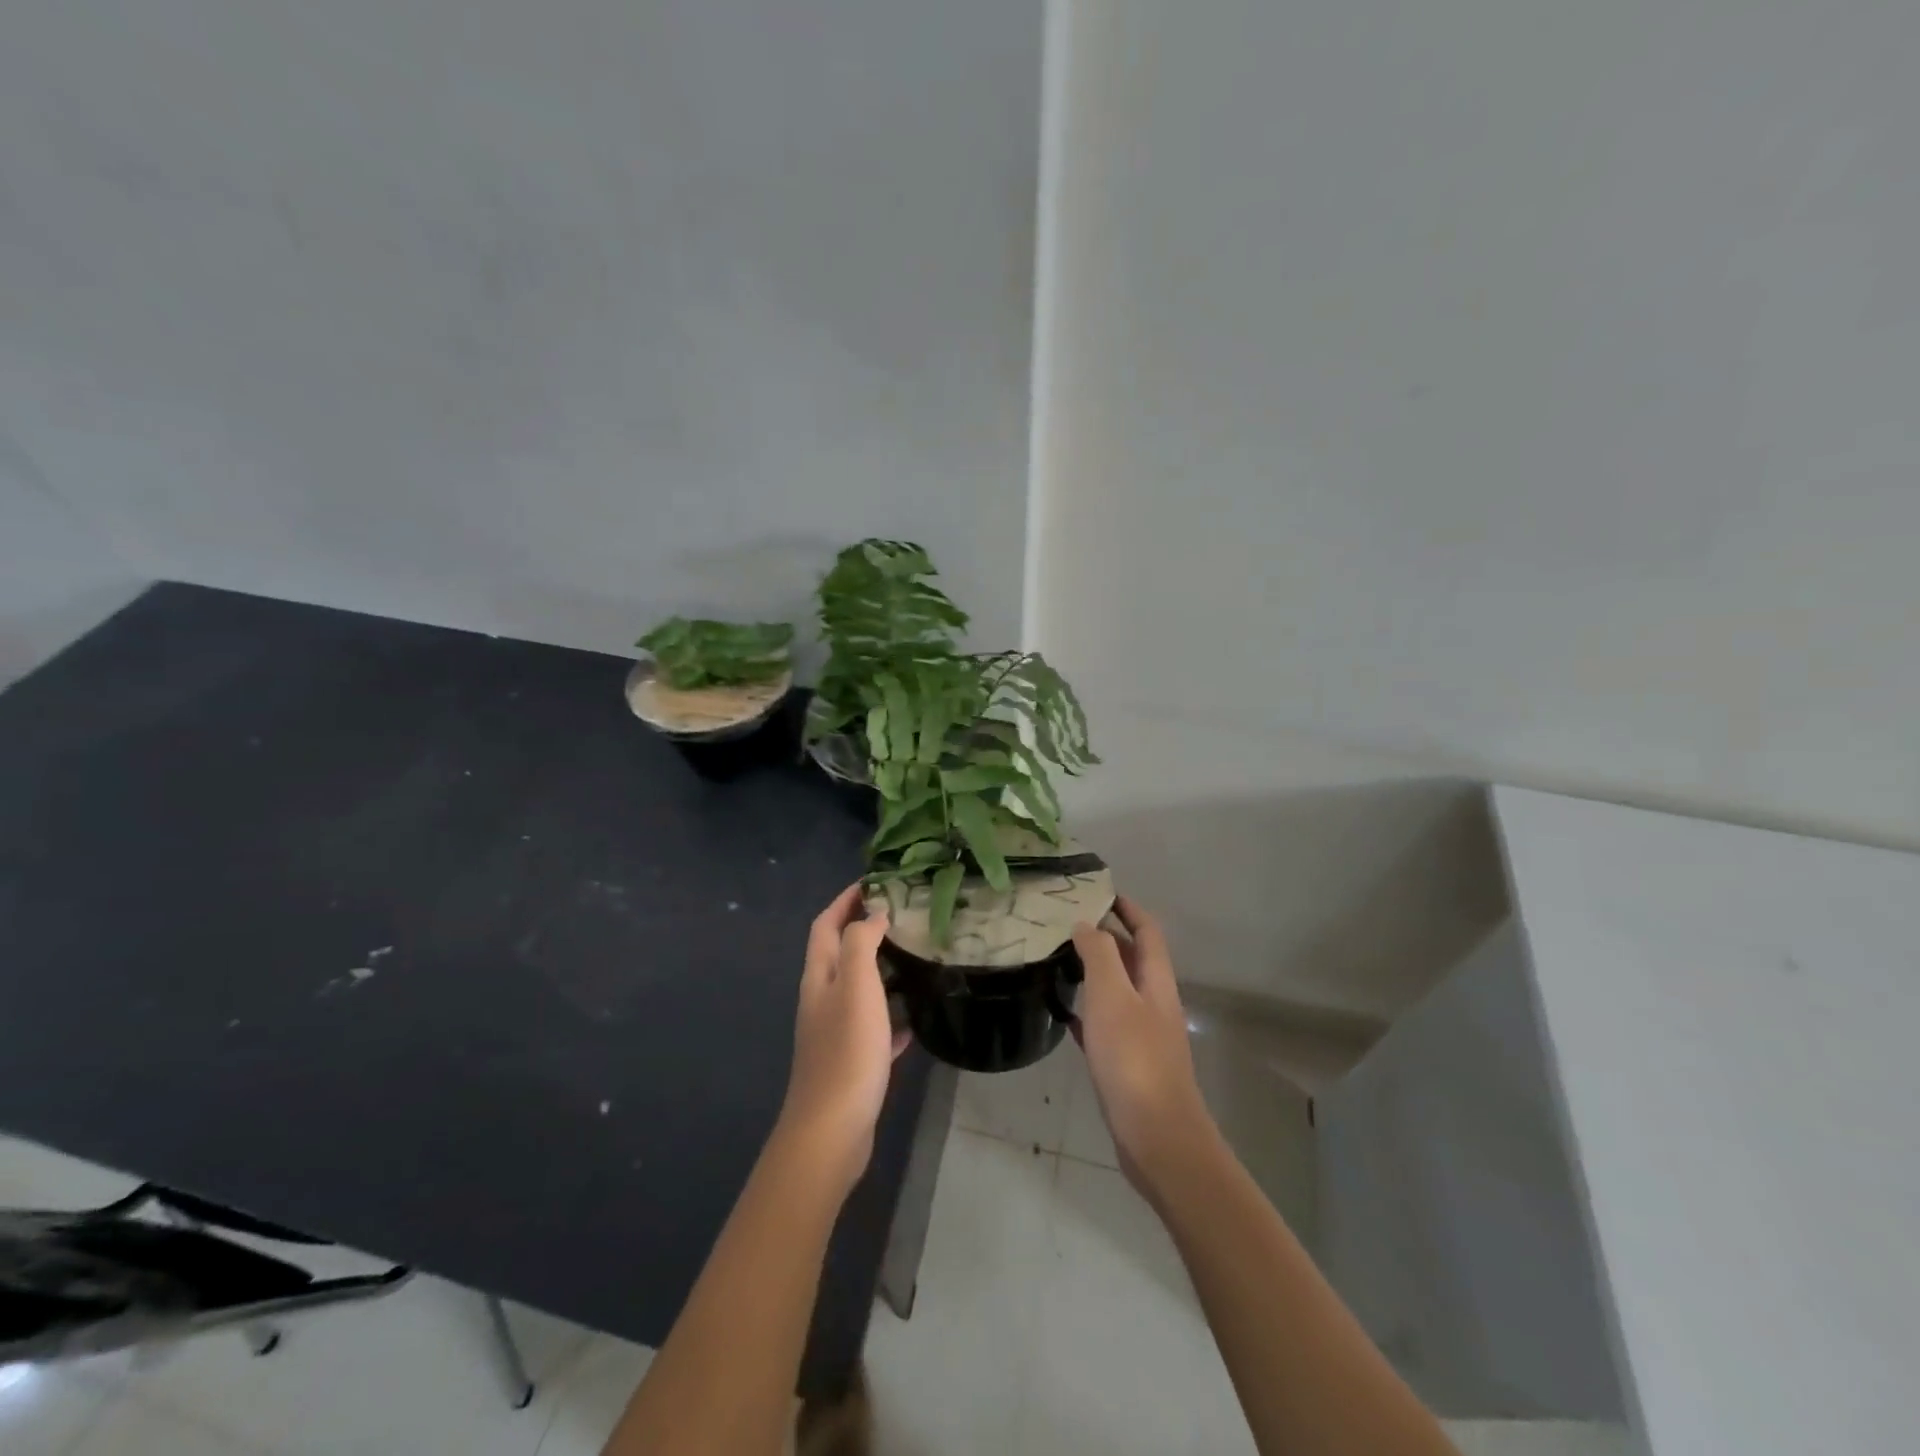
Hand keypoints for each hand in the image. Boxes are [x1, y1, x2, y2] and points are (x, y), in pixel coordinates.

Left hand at [779, 885, 909, 1192]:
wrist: (832, 1129)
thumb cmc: (846, 1049)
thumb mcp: (855, 985)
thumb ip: (861, 943)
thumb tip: (873, 915)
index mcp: (820, 976)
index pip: (826, 924)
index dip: (844, 899)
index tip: (874, 881)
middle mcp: (822, 999)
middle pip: (840, 953)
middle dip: (864, 929)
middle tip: (902, 916)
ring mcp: (835, 1031)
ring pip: (858, 989)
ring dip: (881, 970)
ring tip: (914, 958)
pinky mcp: (852, 1060)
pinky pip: (874, 1027)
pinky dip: (891, 1016)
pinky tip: (914, 1020)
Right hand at [1071, 898, 1219, 1203]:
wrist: (1156, 1136)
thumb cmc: (1134, 1058)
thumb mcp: (1113, 996)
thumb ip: (1100, 955)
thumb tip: (1087, 924)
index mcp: (1156, 981)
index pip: (1147, 931)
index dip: (1128, 908)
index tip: (1099, 892)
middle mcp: (1153, 1003)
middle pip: (1132, 958)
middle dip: (1105, 937)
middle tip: (1066, 924)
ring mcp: (1142, 1035)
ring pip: (1116, 991)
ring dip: (1093, 973)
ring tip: (1058, 960)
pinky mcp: (1127, 1064)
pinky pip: (1104, 1025)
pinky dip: (1086, 1012)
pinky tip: (1062, 1014)